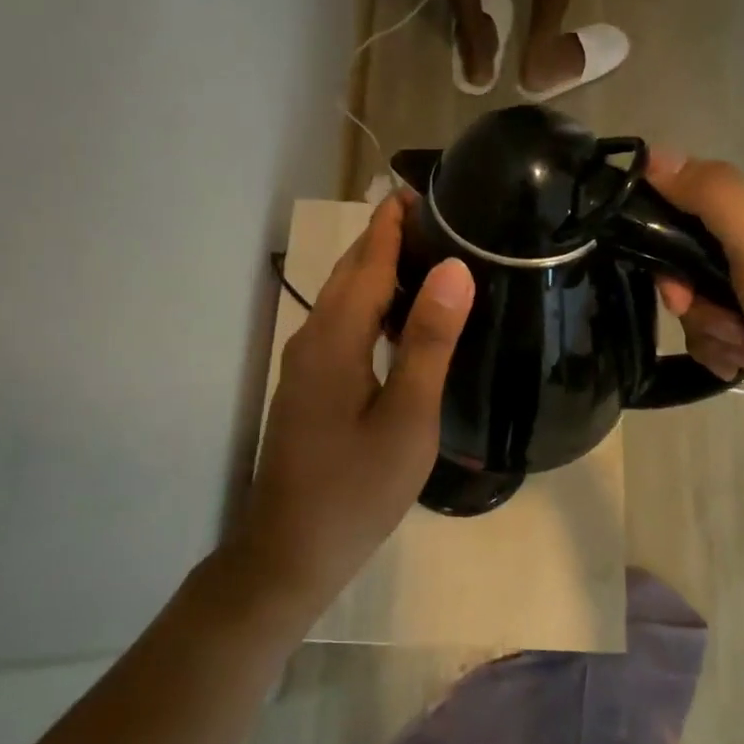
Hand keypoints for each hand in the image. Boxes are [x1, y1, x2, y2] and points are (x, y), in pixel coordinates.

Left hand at [238, 192, 473, 607]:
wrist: (290, 554)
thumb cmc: (356, 490)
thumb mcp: (406, 419)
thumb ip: (427, 342)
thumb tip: (453, 269)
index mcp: (335, 340)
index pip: (369, 262)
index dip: (394, 224)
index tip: (424, 189)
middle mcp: (312, 341)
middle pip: (352, 275)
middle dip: (387, 239)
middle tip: (439, 216)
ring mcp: (306, 367)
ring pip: (345, 302)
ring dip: (380, 272)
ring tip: (429, 256)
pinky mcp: (309, 388)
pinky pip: (342, 329)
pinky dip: (372, 307)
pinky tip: (401, 321)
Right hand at [646, 151, 743, 440]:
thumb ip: (712, 197)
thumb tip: (652, 155)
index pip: (687, 211)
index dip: (671, 257)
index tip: (681, 297)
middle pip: (692, 262)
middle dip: (698, 306)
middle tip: (725, 330)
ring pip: (704, 299)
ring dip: (713, 332)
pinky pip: (723, 324)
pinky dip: (727, 347)